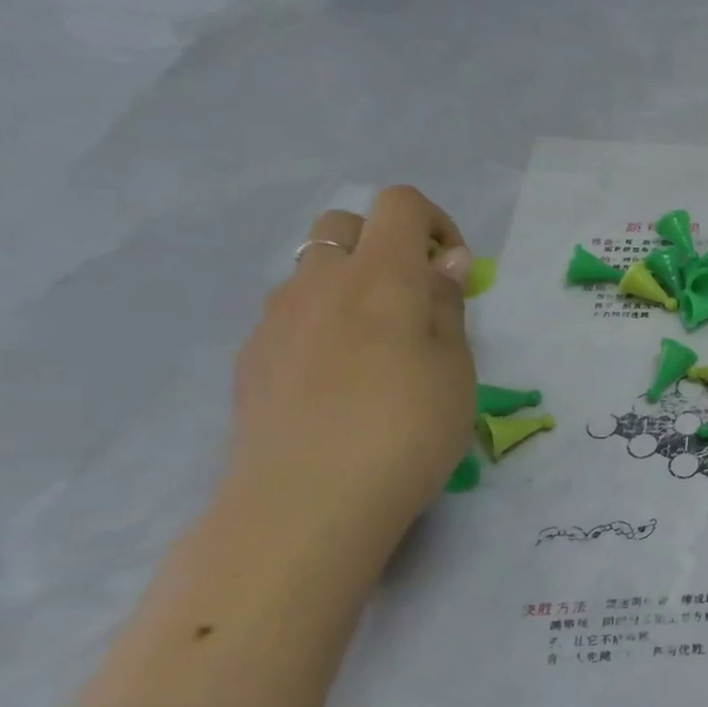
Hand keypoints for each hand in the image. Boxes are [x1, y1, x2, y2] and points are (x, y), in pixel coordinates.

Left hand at [228, 187, 476, 557]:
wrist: (306, 502)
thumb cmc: (408, 428)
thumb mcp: (456, 367)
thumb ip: (447, 306)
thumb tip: (445, 262)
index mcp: (380, 277)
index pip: (399, 205)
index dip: (435, 223)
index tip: (455, 273)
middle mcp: (319, 283)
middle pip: (343, 226)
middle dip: (384, 245)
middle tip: (415, 303)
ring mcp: (275, 320)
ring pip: (312, 273)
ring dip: (350, 288)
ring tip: (378, 351)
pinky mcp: (251, 359)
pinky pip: (291, 317)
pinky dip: (321, 326)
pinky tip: (340, 384)